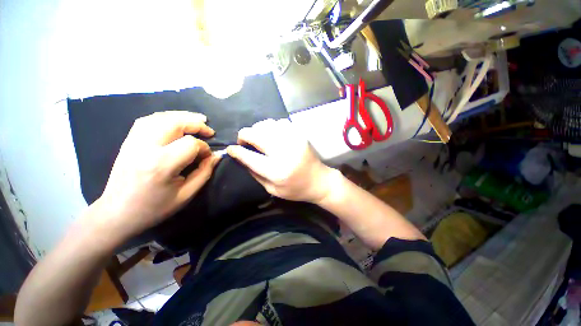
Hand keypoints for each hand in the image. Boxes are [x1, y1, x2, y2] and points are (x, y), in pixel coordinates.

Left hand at [94, 111, 220, 239]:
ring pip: (160, 117)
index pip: (190, 144)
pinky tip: (175, 121)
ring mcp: (133, 142)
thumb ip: (204, 172)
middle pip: (174, 123)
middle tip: (209, 130)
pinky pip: (147, 120)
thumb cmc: (154, 208)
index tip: (208, 157)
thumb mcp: (186, 194)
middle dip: (196, 124)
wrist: (117, 213)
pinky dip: (165, 117)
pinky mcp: (128, 141)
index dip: (204, 148)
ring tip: (197, 120)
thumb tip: (217, 155)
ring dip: (182, 116)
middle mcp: (145, 148)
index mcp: (161, 165)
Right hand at [226, 118, 335, 202]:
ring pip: (267, 124)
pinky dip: (272, 126)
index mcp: (277, 172)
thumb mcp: (273, 189)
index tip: (230, 148)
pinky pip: (280, 122)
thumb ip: (256, 174)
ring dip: (257, 129)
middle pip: (257, 135)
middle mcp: (284, 153)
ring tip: (258, 138)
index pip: (250, 157)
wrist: (319, 181)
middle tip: (243, 141)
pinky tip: (273, 134)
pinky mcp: (300, 135)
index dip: (236, 151)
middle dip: (244, 135)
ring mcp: (294, 141)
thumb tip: (242, 158)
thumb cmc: (296, 189)